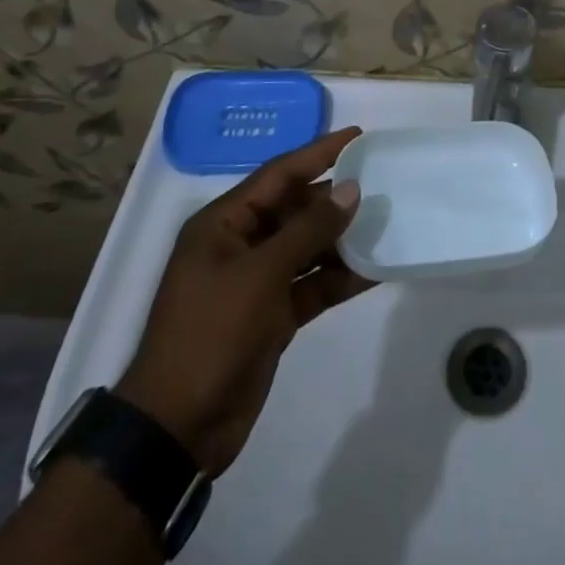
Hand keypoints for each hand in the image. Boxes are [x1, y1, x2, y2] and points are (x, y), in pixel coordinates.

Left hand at [117, 129, 376, 476]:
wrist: (178, 429)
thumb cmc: (211, 334)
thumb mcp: (261, 275)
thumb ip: (309, 230)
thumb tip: (350, 189)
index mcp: (223, 224)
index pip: (279, 174)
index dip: (318, 153)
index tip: (358, 136)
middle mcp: (240, 245)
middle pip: (295, 209)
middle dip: (335, 199)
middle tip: (381, 183)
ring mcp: (256, 282)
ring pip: (307, 248)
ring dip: (342, 239)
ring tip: (386, 224)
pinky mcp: (271, 316)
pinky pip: (311, 285)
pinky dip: (339, 278)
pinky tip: (374, 271)